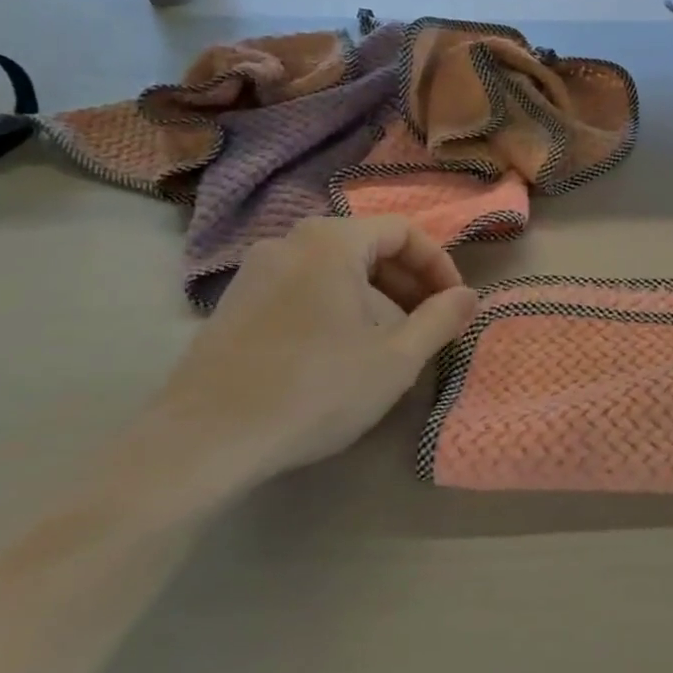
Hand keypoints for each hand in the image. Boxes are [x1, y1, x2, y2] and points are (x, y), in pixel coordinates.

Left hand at [117, 216, 477, 517]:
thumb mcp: (395, 359)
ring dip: (375, 297)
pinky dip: (336, 307)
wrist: (203, 441)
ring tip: (390, 343)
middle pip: (367, 246)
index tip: (455, 305)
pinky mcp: (233, 305)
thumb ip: (440, 320)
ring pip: (334, 269)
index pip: (403, 231)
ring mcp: (254, 272)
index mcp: (330, 242)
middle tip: (430, 324)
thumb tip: (469, 296)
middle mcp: (289, 243)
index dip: (439, 265)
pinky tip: (340, 353)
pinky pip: (302, 288)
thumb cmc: (314, 390)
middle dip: (408, 282)